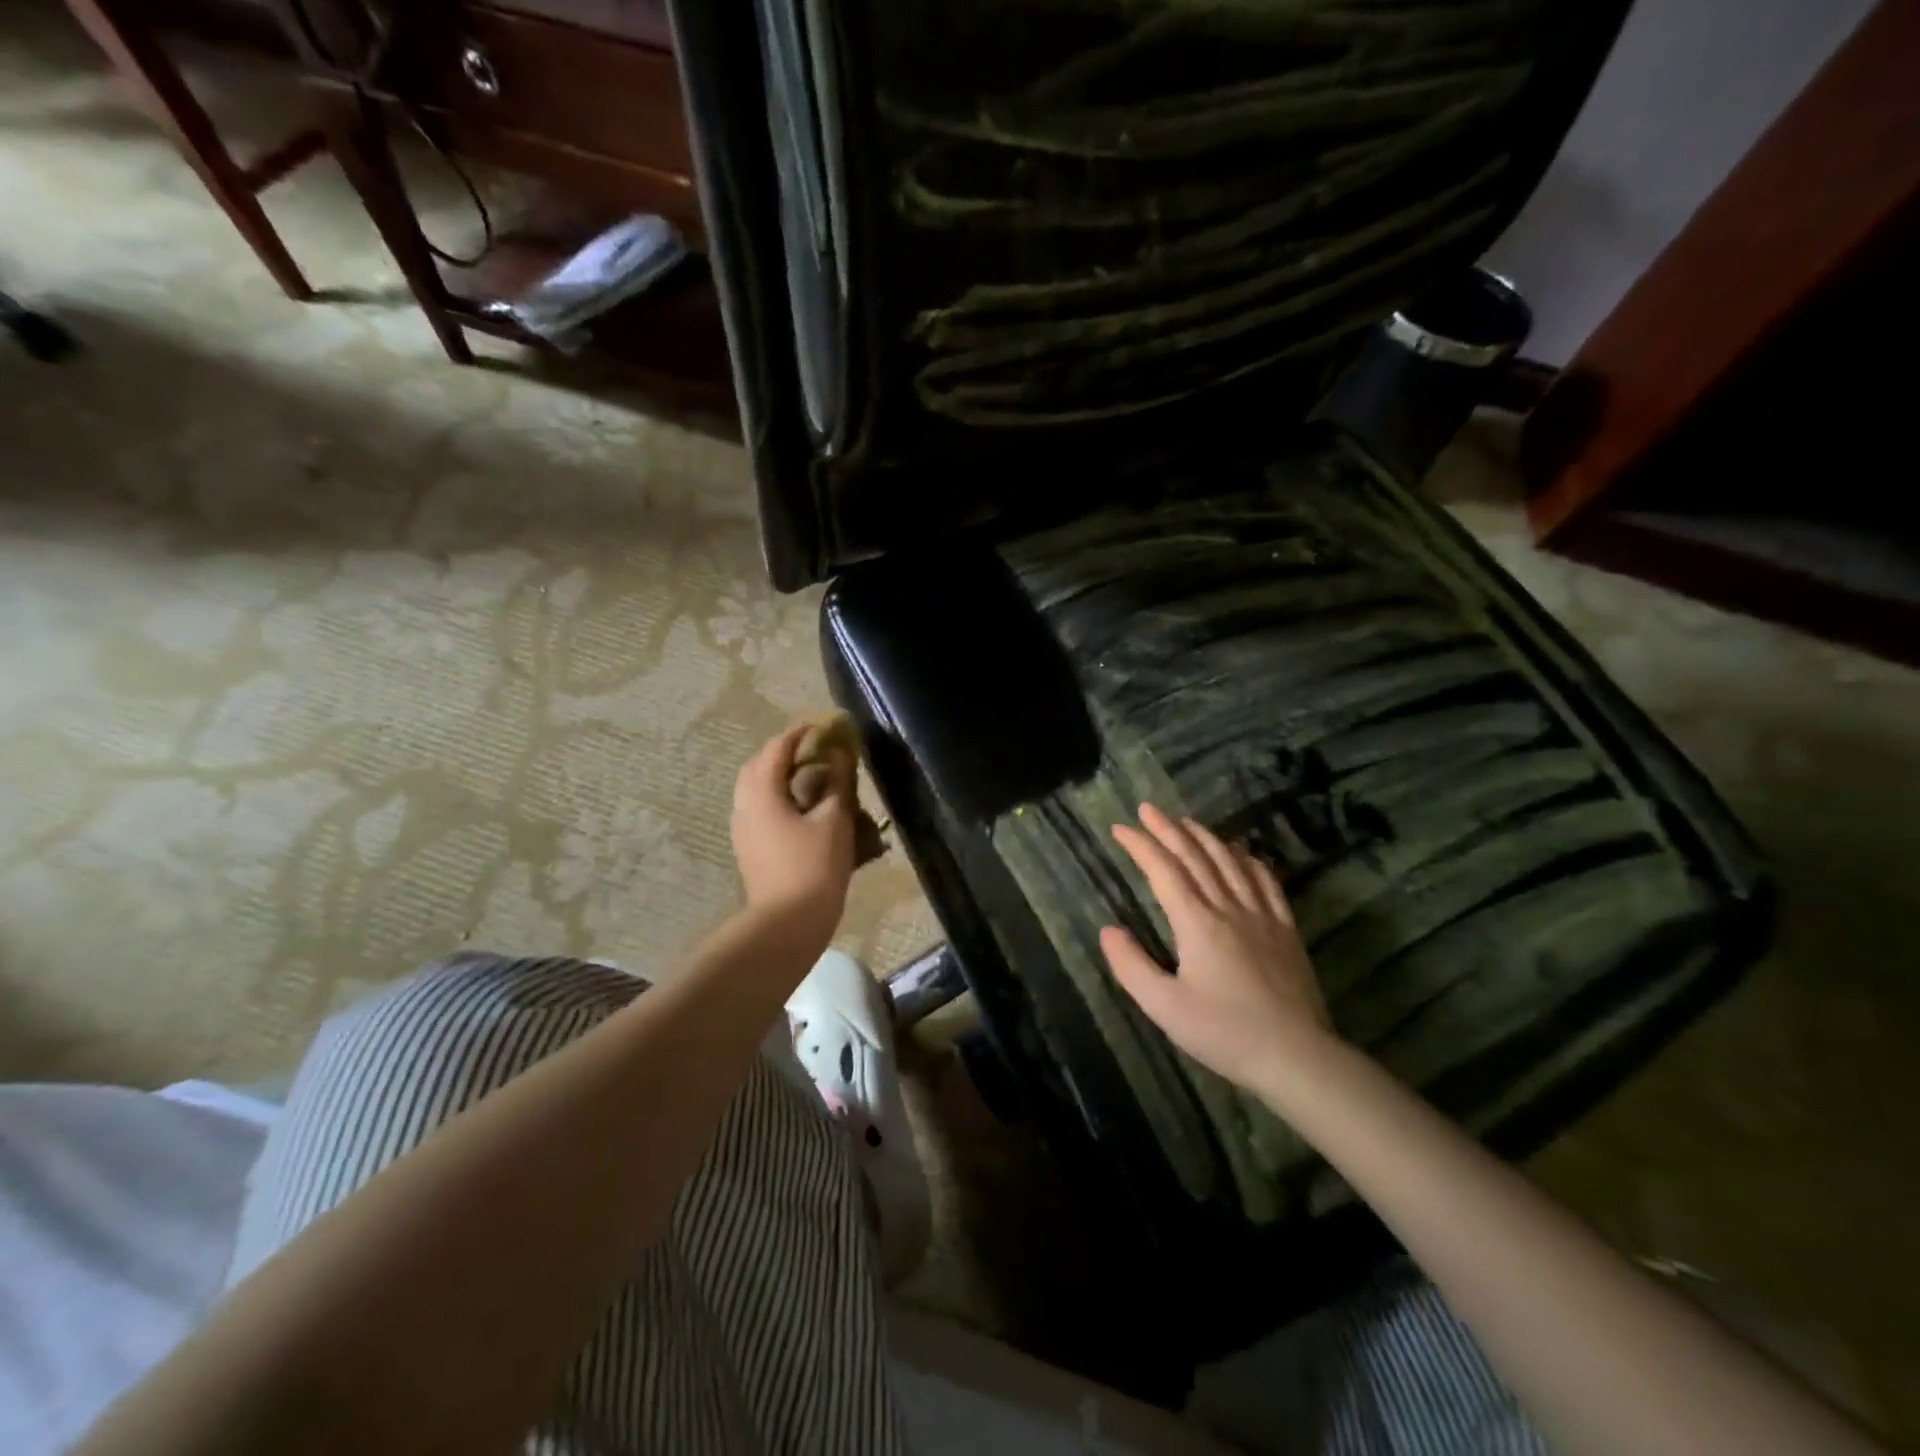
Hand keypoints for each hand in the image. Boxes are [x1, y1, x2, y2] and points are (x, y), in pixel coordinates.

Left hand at [730, 724, 855, 947]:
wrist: (787, 925)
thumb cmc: (813, 868)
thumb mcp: (834, 820)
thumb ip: (837, 782)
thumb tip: (840, 754)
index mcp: (761, 793)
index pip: (777, 748)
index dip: (801, 732)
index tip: (825, 726)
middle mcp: (744, 806)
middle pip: (759, 766)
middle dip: (786, 753)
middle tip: (817, 752)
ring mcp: (743, 829)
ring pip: (758, 789)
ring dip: (782, 777)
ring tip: (814, 780)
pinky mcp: (750, 848)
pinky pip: (761, 809)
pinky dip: (780, 798)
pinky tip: (805, 810)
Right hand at [1100, 803, 1338, 1093]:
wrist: (1297, 1057)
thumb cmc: (1225, 1033)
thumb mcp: (1164, 1007)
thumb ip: (1131, 966)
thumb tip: (1108, 929)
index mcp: (1197, 922)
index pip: (1163, 870)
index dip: (1140, 845)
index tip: (1120, 828)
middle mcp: (1228, 907)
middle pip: (1196, 856)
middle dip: (1168, 829)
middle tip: (1148, 809)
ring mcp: (1262, 916)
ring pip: (1230, 861)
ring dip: (1205, 836)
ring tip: (1186, 822)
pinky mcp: (1285, 930)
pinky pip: (1266, 882)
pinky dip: (1248, 859)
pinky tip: (1242, 852)